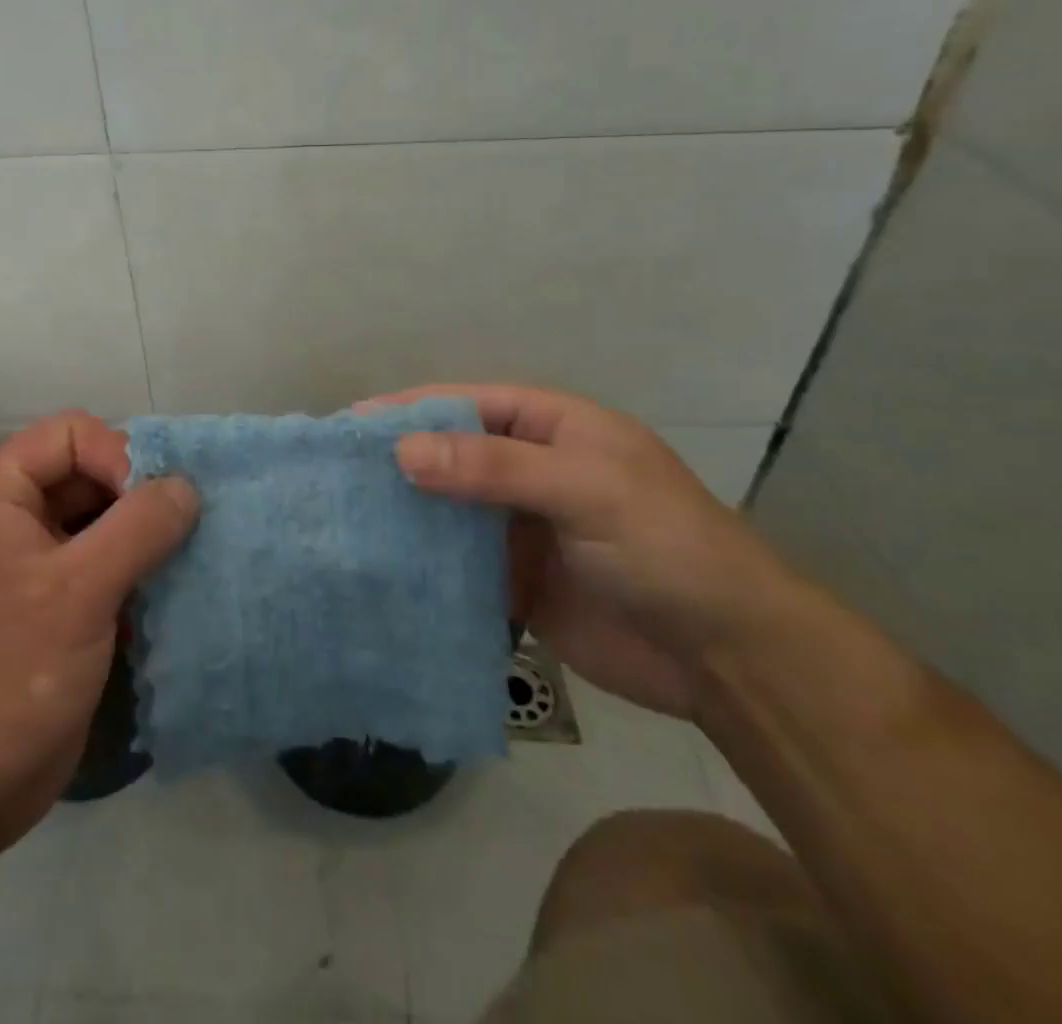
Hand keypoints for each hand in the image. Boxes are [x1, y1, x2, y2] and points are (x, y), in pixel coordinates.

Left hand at [0, 412, 197, 865]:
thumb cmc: (3, 676)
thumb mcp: (78, 593)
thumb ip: (139, 527)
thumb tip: (186, 486)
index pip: (71, 434)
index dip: (120, 455)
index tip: (158, 505)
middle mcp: (4, 520)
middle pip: (84, 476)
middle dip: (136, 499)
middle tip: (183, 533)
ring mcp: (21, 569)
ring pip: (93, 525)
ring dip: (139, 540)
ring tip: (182, 565)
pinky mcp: (40, 613)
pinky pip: (93, 571)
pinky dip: (129, 577)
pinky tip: (162, 602)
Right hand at [369, 384, 794, 719]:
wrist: (726, 658)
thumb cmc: (665, 546)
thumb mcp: (586, 488)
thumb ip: (495, 467)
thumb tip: (403, 451)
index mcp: (553, 429)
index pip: (468, 404)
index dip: (411, 409)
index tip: (352, 425)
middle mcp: (531, 470)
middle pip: (451, 455)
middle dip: (399, 461)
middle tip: (335, 474)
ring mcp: (520, 528)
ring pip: (449, 509)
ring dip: (405, 513)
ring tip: (343, 518)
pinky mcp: (514, 582)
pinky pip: (458, 564)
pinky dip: (424, 563)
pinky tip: (382, 567)